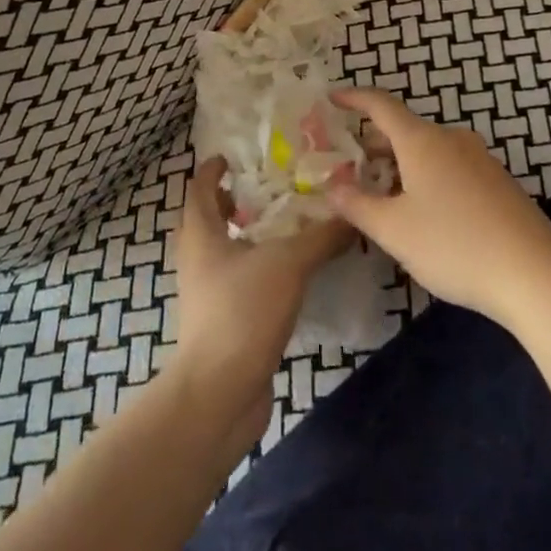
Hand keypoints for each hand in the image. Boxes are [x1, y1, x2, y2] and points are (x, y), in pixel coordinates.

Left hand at [171, 156, 349, 441]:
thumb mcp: (288, 264)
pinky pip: (238, 281)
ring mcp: (207, 293)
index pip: (199, 187)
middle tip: (268, 189)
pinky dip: (257, 268)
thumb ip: (322, 237)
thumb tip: (353, 215)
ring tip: (285, 227)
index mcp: (200, 234)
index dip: (212, 168)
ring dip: (246, 236)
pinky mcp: (222, 321)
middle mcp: (197, 259)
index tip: (233, 156)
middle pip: (208, 219)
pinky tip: (289, 274)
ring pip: (223, 252)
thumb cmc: (242, 311)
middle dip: (232, 201)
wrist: (219, 393)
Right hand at [326, 88, 550, 331]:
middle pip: (405, 130)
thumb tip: (332, 185)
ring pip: (430, 151)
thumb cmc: (454, 245)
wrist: (535, 276)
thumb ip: (356, 204)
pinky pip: (452, 167)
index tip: (333, 98)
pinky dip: (428, 177)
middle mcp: (452, 139)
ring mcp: (481, 159)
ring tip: (384, 194)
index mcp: (422, 141)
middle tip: (352, 166)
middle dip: (375, 144)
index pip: (381, 105)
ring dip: (402, 164)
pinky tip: (426, 212)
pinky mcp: (500, 183)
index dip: (354, 99)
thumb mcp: (393, 230)